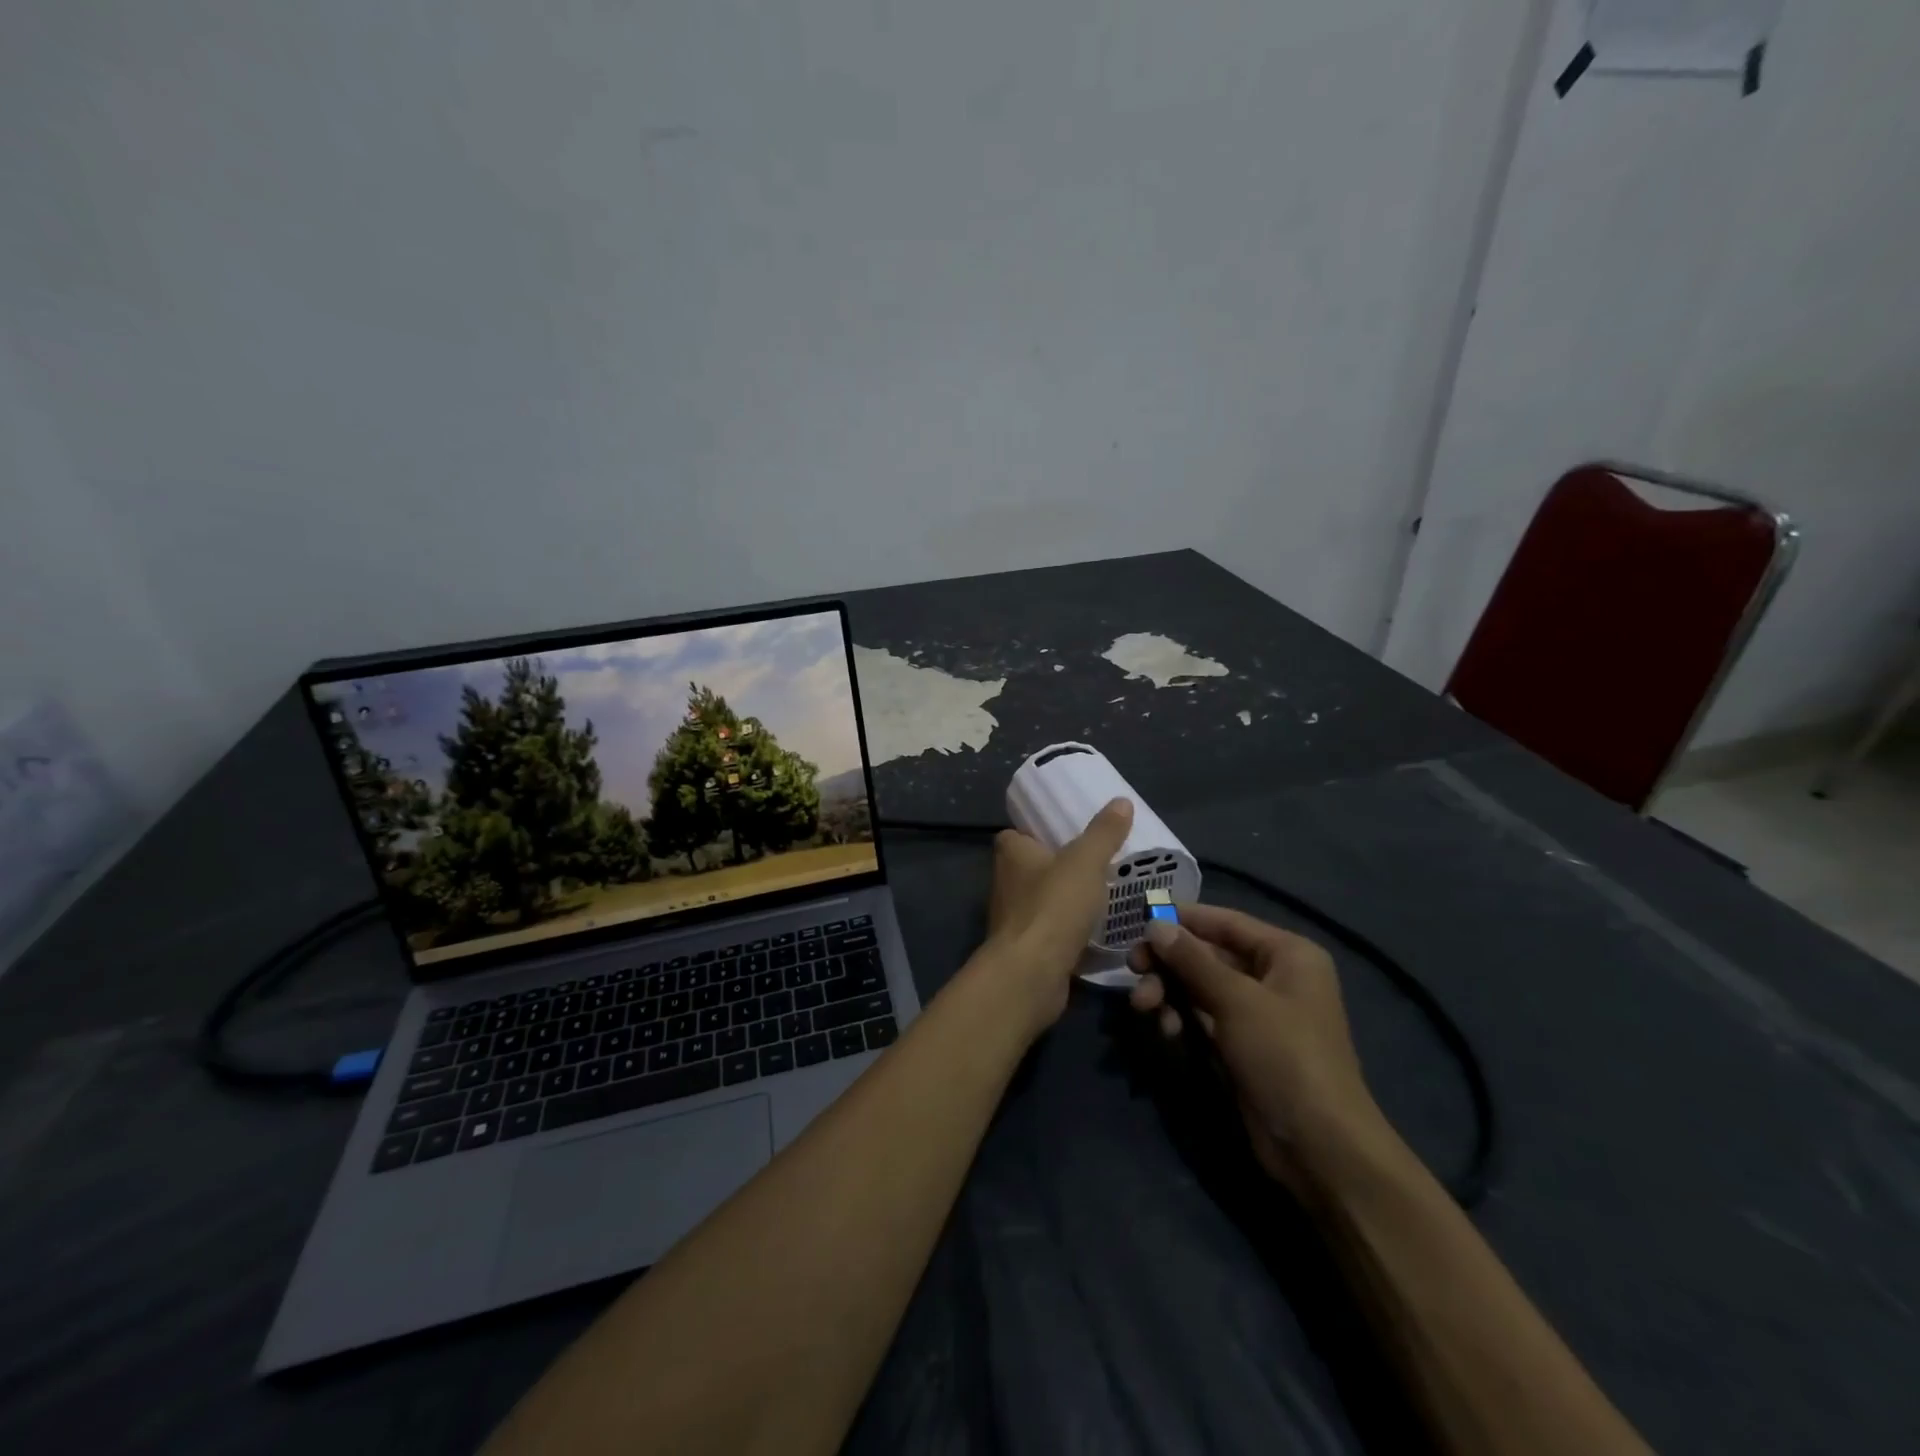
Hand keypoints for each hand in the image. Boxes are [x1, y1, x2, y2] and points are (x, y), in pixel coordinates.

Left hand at [984, 798, 1134, 1030]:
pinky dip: (1070, 932)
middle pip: (1034, 867)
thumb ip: (1103, 833)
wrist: (1032, 973)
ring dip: (1067, 901)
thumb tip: (1121, 801)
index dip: (1040, 832)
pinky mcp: (1026, 948)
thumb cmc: (1053, 906)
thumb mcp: (1085, 861)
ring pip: (1044, 901)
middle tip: (1098, 864)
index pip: (1018, 834)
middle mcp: (1005, 883)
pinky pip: (1052, 932)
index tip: (1071, 834)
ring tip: (1104, 896)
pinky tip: (1098, 932)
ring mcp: (1013, 918)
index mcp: (1010, 853)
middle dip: (1061, 868)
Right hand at [1128, 905, 1391, 1193]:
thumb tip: (1155, 925)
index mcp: (1287, 954)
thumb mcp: (1236, 1000)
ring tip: (1143, 1007)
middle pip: (1208, 954)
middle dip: (1169, 962)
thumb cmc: (1284, 1056)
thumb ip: (1192, 960)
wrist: (1319, 1145)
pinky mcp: (1241, 1043)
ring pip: (1199, 986)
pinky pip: (1202, 1015)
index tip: (1139, 919)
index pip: (1226, 922)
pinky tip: (1167, 1031)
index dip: (1183, 918)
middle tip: (1133, 967)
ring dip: (1168, 991)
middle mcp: (1273, 976)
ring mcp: (1256, 1012)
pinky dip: (1181, 1017)